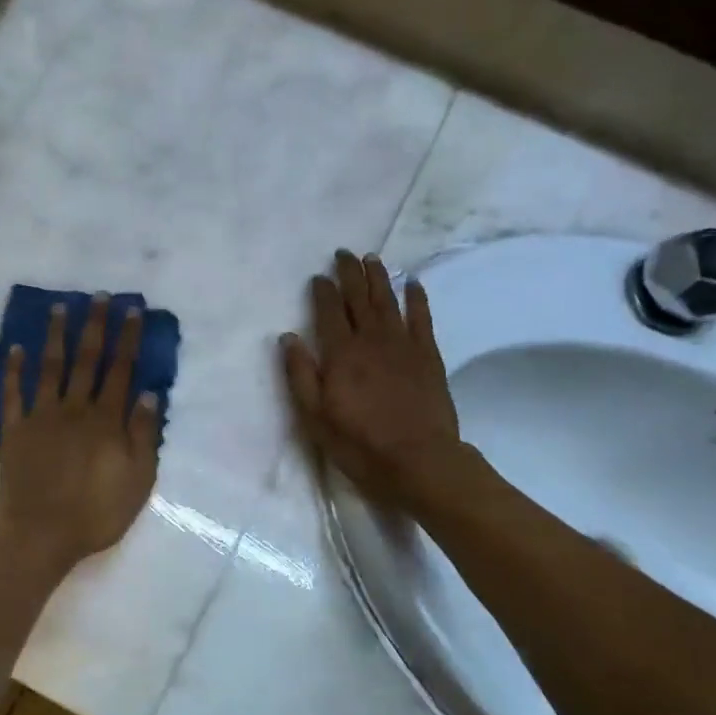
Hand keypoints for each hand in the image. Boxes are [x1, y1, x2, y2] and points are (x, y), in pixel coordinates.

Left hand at [0, 295, 160, 571]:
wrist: (40, 535)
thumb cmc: (96, 513)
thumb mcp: (137, 481)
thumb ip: (143, 435)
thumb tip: (148, 394)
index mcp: (106, 421)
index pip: (120, 371)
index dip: (127, 339)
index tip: (131, 311)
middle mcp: (74, 409)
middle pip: (86, 360)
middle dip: (95, 326)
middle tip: (98, 297)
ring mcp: (40, 417)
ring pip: (50, 367)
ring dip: (56, 336)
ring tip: (60, 308)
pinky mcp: (14, 430)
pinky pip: (12, 393)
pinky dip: (14, 370)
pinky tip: (16, 348)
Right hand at [282, 251, 462, 511]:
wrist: (418, 460)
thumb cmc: (359, 443)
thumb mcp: (315, 417)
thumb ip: (300, 375)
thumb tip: (288, 337)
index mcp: (340, 354)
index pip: (328, 311)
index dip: (323, 291)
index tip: (318, 277)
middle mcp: (371, 340)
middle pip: (359, 298)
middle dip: (349, 273)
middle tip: (344, 254)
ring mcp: (402, 345)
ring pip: (388, 300)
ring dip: (379, 277)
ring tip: (372, 258)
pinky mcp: (428, 355)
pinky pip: (422, 317)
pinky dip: (417, 298)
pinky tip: (413, 284)